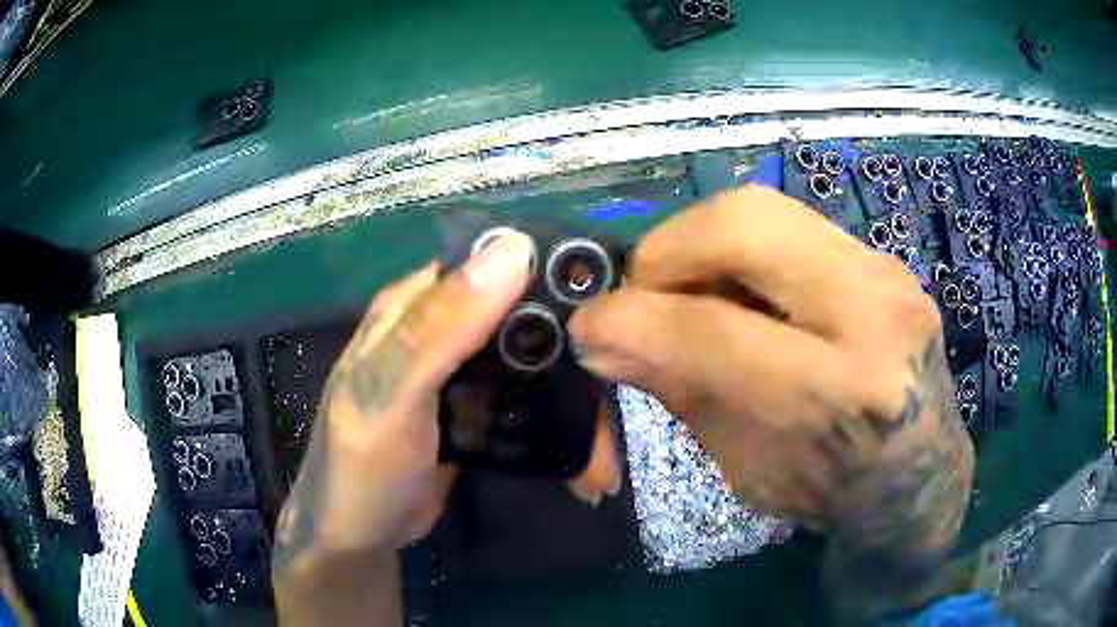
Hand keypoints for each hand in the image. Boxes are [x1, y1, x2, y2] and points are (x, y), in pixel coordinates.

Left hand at [272, 231, 621, 625]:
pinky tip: (589, 461)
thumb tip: (512, 250)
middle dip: (573, 355)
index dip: (547, 273)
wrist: (361, 534)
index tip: (606, 303)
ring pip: (536, 362)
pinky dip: (561, 427)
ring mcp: (467, 372)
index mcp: (416, 305)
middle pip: (525, 316)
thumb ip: (438, 328)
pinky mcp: (483, 410)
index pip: (490, 264)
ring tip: (606, 455)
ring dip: (575, 401)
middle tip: (614, 393)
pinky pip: (532, 402)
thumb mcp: (390, 394)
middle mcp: (445, 328)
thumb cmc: (361, 464)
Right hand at [569, 187, 973, 614]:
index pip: (713, 331)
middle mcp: (875, 317)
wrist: (919, 475)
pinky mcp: (883, 261)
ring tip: (684, 291)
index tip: (586, 328)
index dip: (628, 320)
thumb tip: (605, 334)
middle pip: (745, 224)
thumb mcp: (748, 469)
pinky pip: (789, 224)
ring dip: (699, 243)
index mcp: (841, 398)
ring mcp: (887, 275)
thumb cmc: (833, 491)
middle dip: (666, 250)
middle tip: (641, 294)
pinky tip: (736, 290)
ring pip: (764, 207)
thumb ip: (683, 391)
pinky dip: (740, 249)